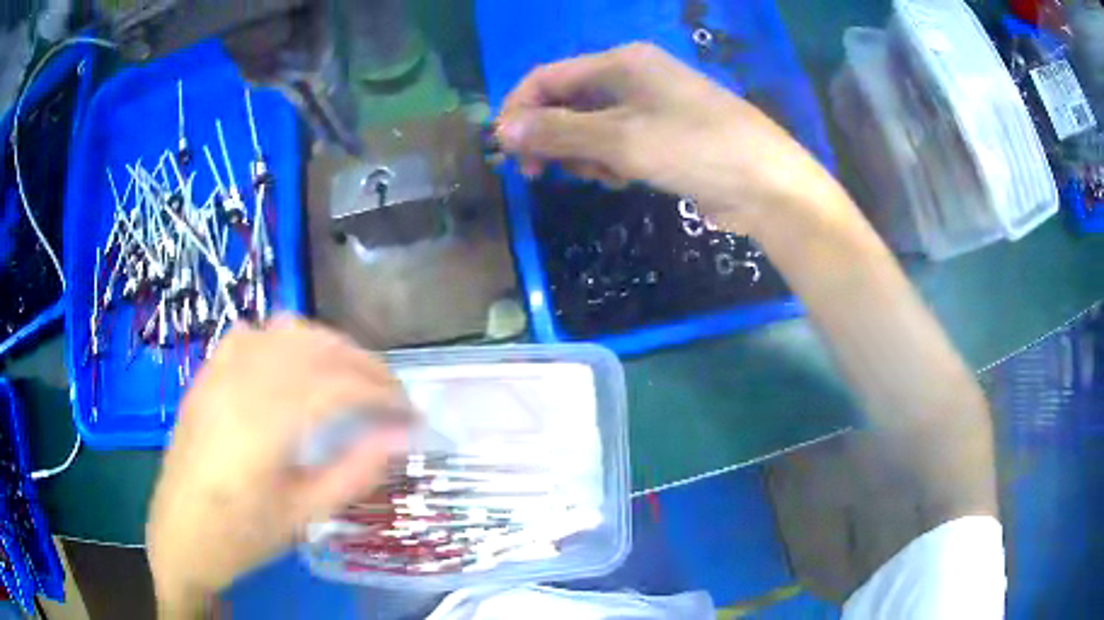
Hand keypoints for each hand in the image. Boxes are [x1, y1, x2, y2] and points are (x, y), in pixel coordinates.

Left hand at [147, 317, 411, 616]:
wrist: (180, 534)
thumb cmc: (242, 535)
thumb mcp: (304, 515)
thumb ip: (355, 471)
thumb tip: (403, 437)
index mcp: (264, 426)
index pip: (337, 385)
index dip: (382, 392)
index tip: (411, 412)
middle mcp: (240, 384)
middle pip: (315, 348)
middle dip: (363, 364)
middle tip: (390, 394)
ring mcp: (219, 372)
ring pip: (285, 330)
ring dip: (327, 345)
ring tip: (349, 376)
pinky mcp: (207, 373)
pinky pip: (251, 334)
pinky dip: (284, 339)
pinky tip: (292, 366)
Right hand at [496, 42, 831, 231]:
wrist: (768, 186)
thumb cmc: (697, 150)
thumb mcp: (622, 140)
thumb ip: (559, 133)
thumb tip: (503, 131)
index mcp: (622, 62)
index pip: (548, 78)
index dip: (520, 111)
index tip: (507, 153)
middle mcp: (633, 76)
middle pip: (568, 101)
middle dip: (552, 137)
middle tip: (544, 174)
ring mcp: (652, 105)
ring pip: (590, 125)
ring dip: (582, 153)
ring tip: (602, 176)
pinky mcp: (665, 134)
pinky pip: (617, 142)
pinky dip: (609, 161)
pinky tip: (622, 179)